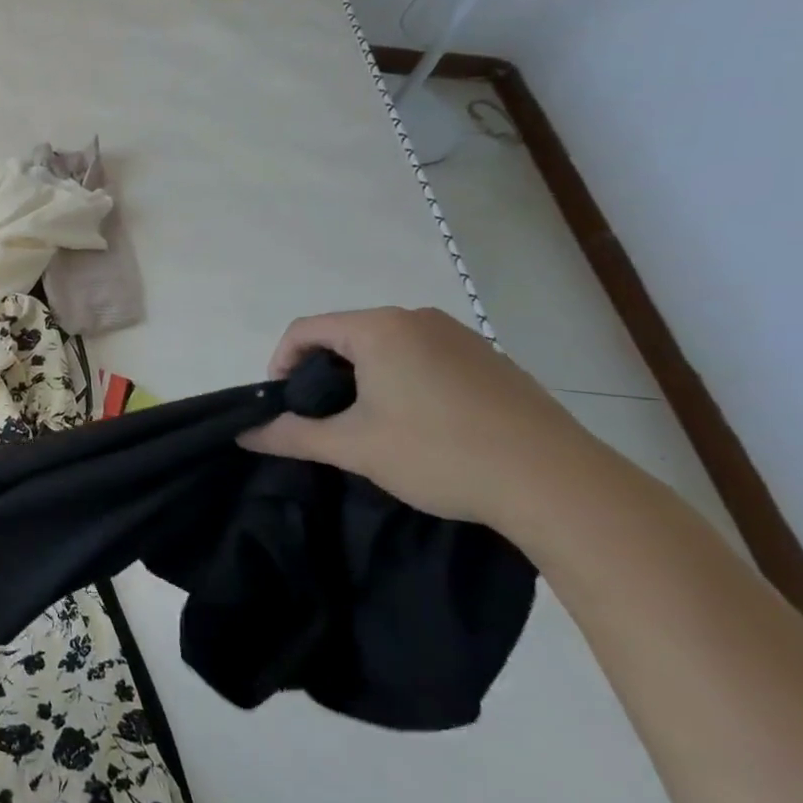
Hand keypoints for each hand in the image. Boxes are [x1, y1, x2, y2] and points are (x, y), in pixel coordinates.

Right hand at [238, 307, 607, 537]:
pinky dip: (402, 381)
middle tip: (322, 419)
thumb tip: (244, 433)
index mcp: (380, 328)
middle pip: (345, 335)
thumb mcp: (353, 447)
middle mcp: (418, 319)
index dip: (280, 365)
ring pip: (386, 347)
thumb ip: (291, 434)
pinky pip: (424, 358)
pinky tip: (419, 425)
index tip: (283, 407)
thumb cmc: (440, 454)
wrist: (559, 484)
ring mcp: (461, 337)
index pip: (305, 330)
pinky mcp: (491, 360)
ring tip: (368, 424)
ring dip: (362, 378)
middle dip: (321, 374)